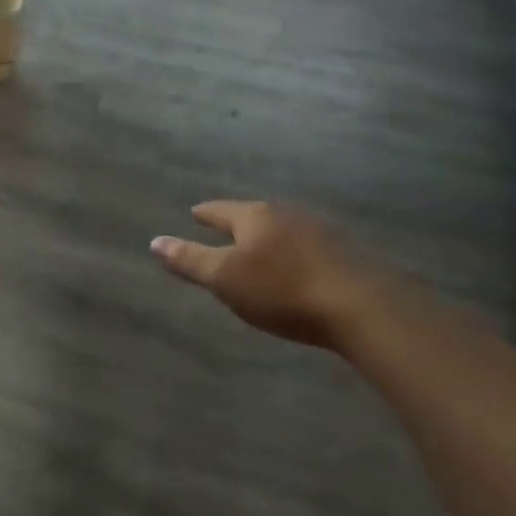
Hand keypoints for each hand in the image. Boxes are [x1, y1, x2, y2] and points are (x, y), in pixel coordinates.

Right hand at [152, 201, 369, 347]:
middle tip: (226, 229)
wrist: (360, 305)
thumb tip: (154, 242)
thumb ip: (190, 261)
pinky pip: (309, 247)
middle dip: (239, 223)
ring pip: (284, 230)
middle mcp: (286, 215)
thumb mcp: (226, 279)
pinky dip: (295, 253)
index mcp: (254, 217)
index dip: (206, 214)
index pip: (222, 211)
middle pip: (255, 216)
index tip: (195, 212)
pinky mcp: (345, 253)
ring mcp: (320, 231)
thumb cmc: (282, 289)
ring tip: (260, 248)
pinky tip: (298, 266)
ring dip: (270, 238)